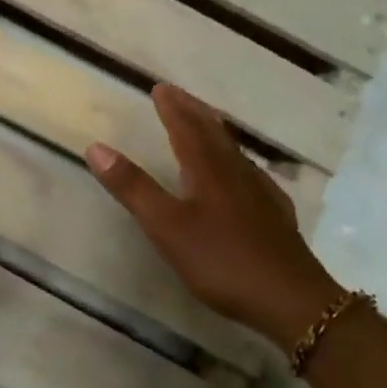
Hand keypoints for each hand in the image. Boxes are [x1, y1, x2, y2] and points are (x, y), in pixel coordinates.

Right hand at [87, 84, 339, 348]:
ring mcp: (261, 194)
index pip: (187, 129)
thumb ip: (133, 188)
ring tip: (205, 123)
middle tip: (179, 95)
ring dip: (215, 132)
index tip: (160, 88)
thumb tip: (96, 147)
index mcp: (208, 171)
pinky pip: (252, 174)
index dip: (172, 108)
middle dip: (194, 112)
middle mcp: (236, 173)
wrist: (290, 299)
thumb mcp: (166, 227)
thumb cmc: (221, 261)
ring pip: (235, 152)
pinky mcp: (276, 216)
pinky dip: (237, 162)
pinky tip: (242, 176)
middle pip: (214, 133)